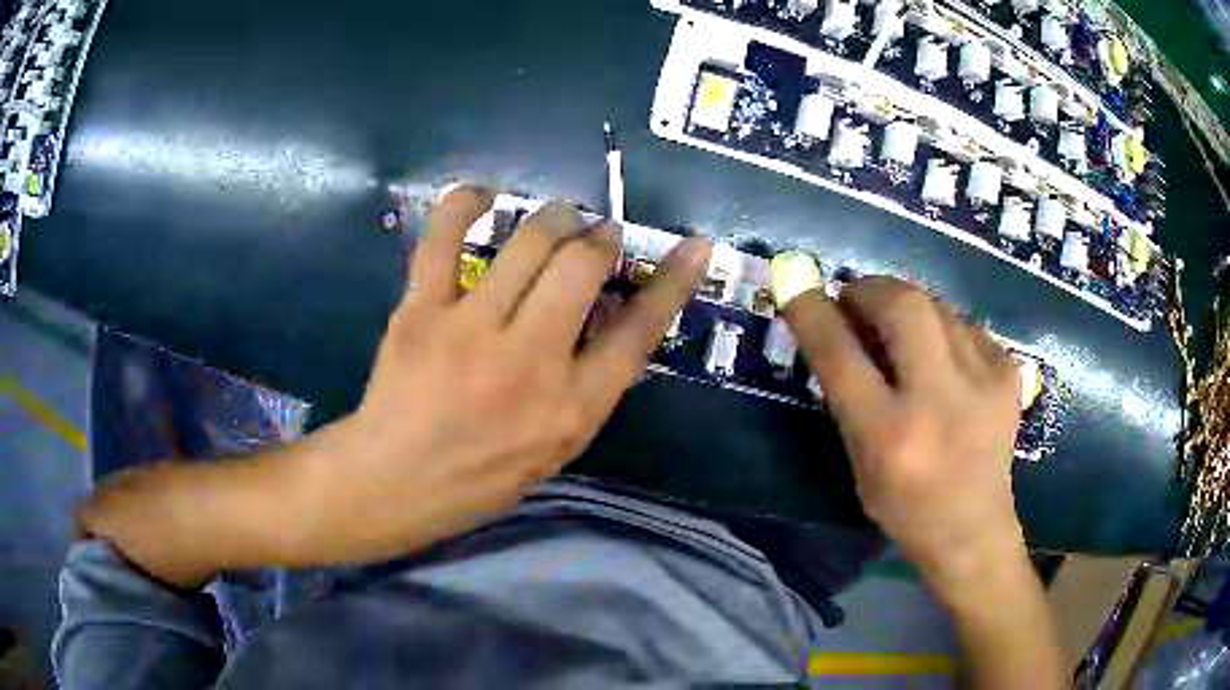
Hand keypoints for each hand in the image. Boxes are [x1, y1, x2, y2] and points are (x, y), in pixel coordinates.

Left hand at [299, 187, 712, 563]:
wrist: (394, 483)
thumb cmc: (480, 477)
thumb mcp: (556, 448)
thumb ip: (589, 385)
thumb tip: (612, 317)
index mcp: (572, 407)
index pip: (640, 331)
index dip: (673, 282)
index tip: (694, 247)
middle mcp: (531, 361)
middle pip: (584, 266)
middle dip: (601, 236)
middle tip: (597, 235)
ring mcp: (471, 330)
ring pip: (529, 241)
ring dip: (555, 217)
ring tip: (558, 220)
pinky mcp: (421, 310)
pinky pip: (444, 237)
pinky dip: (465, 204)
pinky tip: (483, 195)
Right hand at [779, 274, 1023, 596]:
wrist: (974, 531)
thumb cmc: (904, 507)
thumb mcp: (860, 462)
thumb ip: (848, 394)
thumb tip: (836, 322)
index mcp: (889, 436)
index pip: (841, 355)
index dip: (812, 312)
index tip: (796, 281)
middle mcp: (938, 402)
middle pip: (902, 305)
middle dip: (869, 289)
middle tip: (856, 299)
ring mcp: (983, 383)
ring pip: (936, 306)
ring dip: (906, 308)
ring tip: (899, 332)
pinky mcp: (1009, 375)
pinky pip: (965, 326)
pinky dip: (943, 329)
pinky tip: (942, 359)